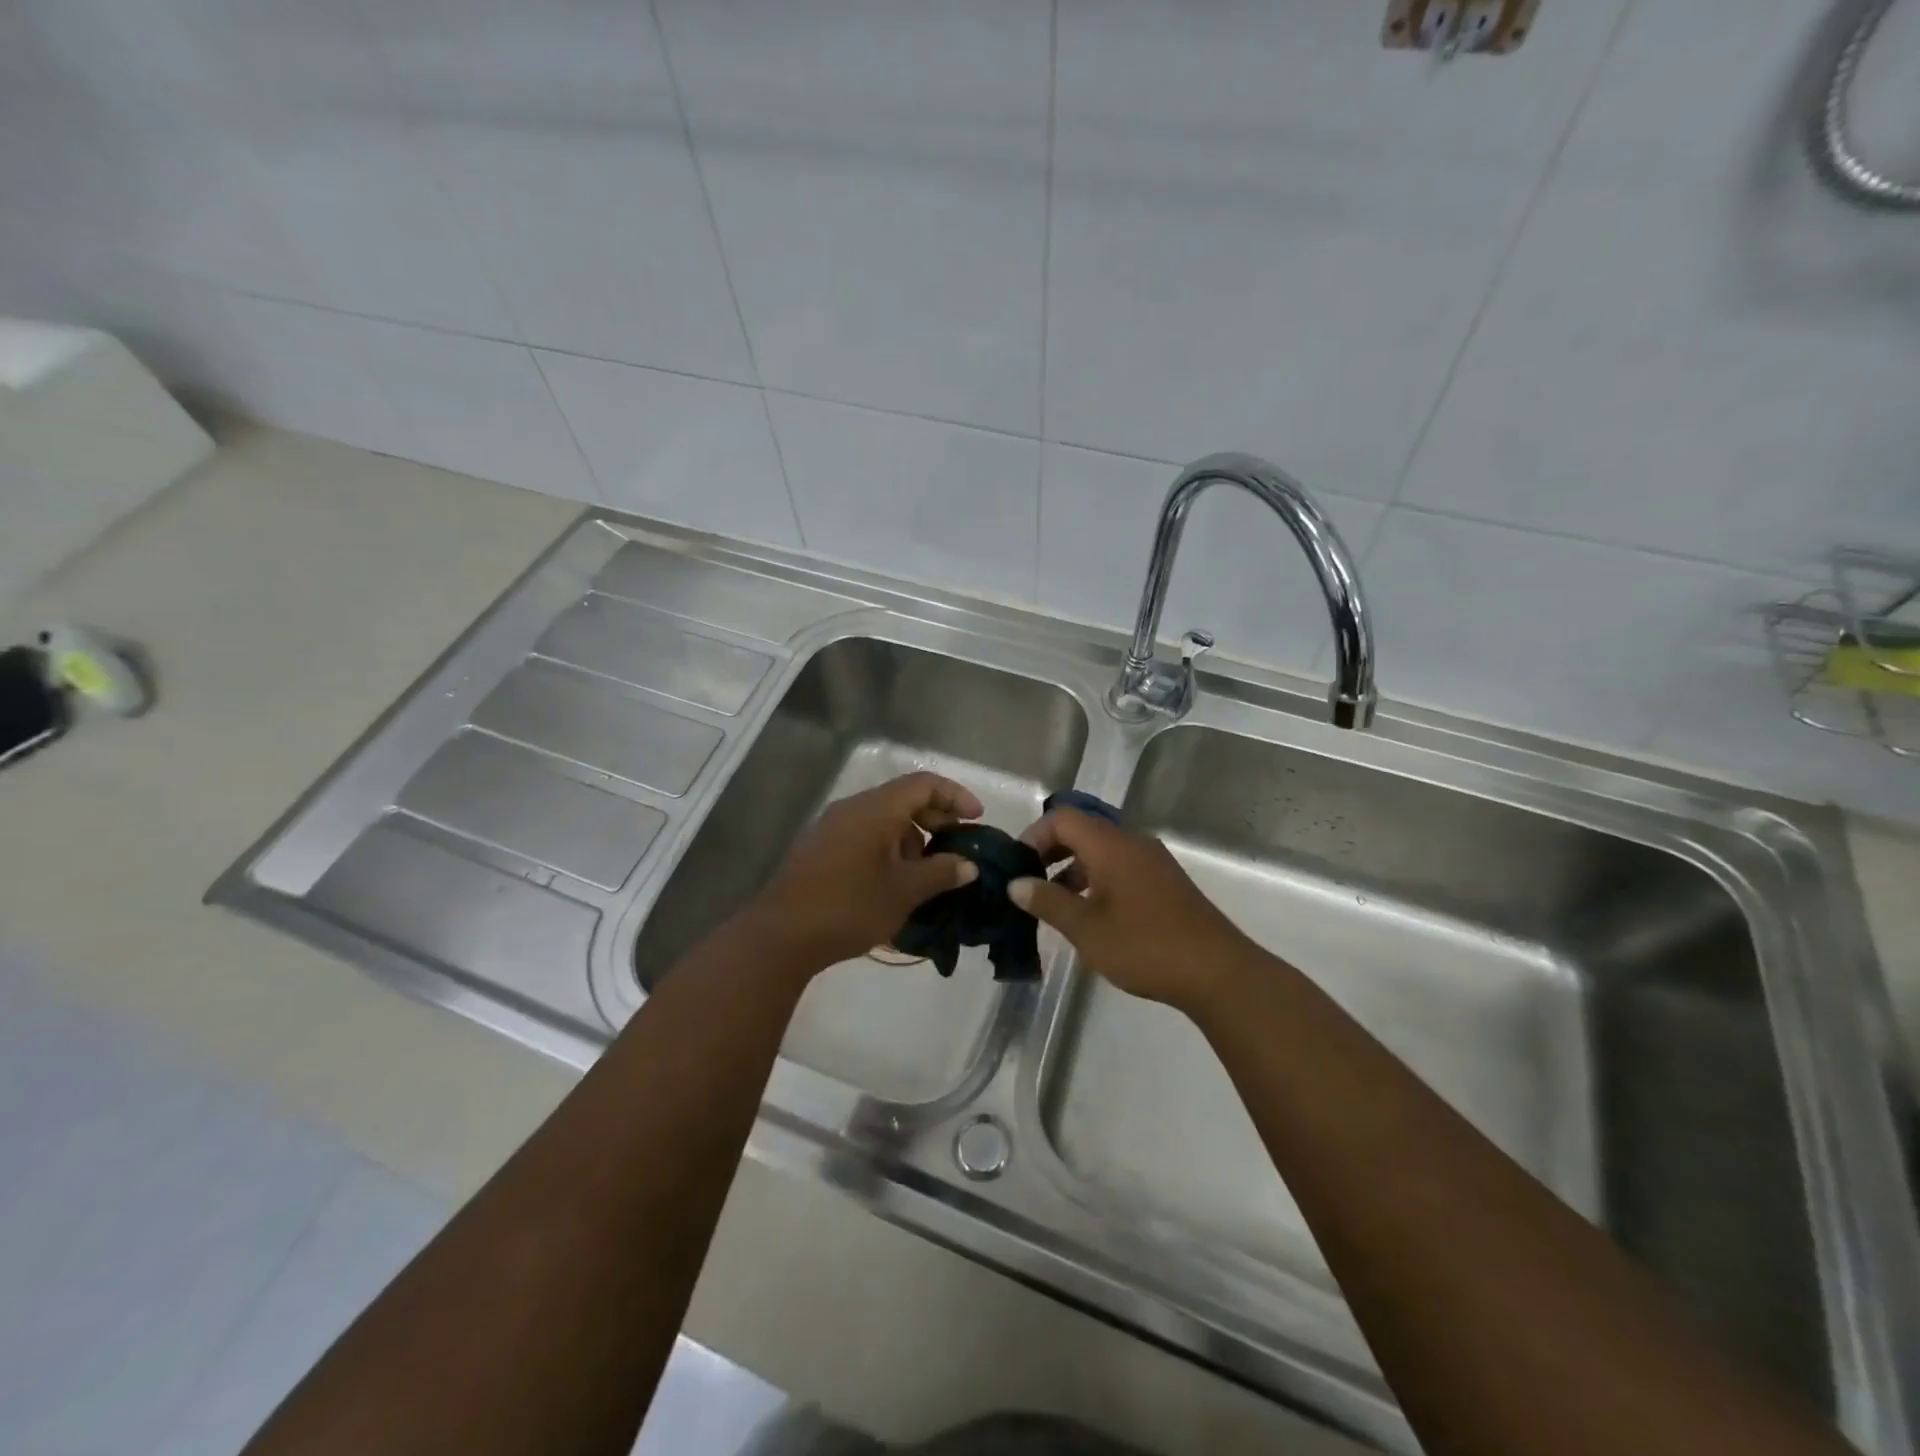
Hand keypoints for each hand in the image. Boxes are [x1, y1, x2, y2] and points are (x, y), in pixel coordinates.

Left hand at [748, 772, 982, 970]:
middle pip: (903, 798)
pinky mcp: (820, 849)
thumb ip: (941, 873)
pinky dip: (888, 848)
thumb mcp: (904, 892)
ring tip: (926, 874)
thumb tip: (968, 865)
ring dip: (911, 838)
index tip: (976, 820)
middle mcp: (853, 808)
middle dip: (935, 819)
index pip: (924, 783)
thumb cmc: (849, 907)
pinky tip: (894, 882)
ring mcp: (832, 827)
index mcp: (876, 809)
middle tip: (956, 848)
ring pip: (883, 818)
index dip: (955, 796)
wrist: (781, 935)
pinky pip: (864, 835)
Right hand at [1011, 808, 1258, 1014]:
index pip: (1062, 818)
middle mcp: (1132, 843)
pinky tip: (1090, 915)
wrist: (1217, 972)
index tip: (1016, 866)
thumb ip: (1047, 901)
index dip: (1034, 835)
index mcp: (1111, 845)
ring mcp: (1153, 862)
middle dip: (1050, 852)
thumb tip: (1015, 883)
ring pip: (1102, 851)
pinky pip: (1121, 866)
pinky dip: (1097, 880)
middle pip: (1082, 831)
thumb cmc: (1144, 946)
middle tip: (1029, 883)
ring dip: (1073, 869)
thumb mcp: (1086, 928)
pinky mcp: (1165, 882)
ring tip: (1054, 905)